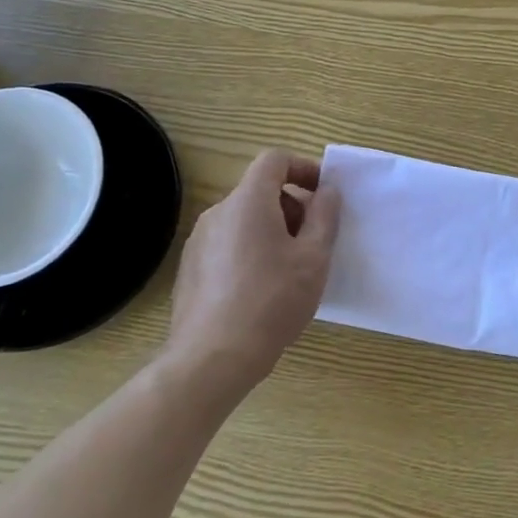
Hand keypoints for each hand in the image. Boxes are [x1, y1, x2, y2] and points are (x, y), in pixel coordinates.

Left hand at [165, 150, 341, 391]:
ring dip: (272, 230)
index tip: (324, 194)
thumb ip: (325, 216)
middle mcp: (217, 213)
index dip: (303, 168)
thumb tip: (328, 191)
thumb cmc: (272, 301)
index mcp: (248, 202)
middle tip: (313, 242)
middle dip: (292, 206)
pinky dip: (250, 250)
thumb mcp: (314, 258)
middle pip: (259, 190)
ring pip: (243, 219)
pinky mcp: (190, 268)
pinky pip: (227, 244)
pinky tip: (261, 290)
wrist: (212, 358)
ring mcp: (198, 241)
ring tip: (290, 270)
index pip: (274, 160)